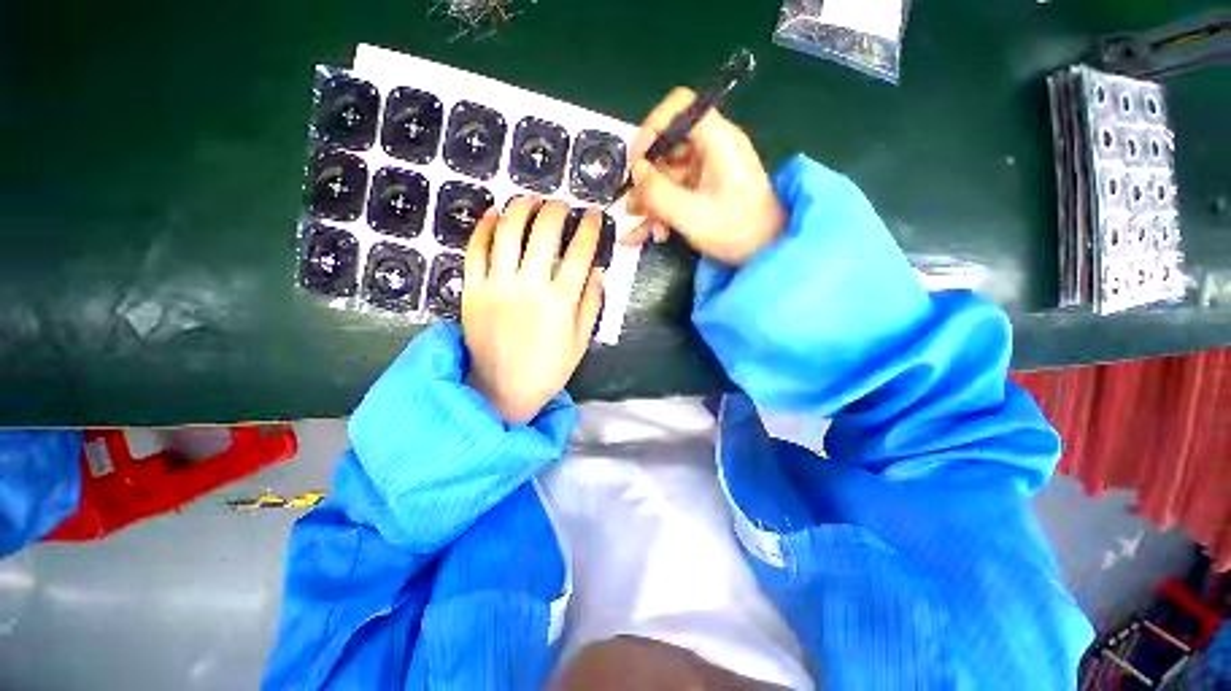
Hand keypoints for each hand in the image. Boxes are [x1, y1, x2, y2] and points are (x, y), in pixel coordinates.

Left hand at [462, 197, 605, 422]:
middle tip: (562, 204)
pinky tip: (495, 215)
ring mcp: (496, 286)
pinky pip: (475, 251)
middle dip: (556, 210)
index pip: (579, 252)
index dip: (589, 228)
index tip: (594, 215)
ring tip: (531, 199)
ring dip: (521, 209)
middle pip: (543, 233)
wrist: (502, 391)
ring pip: (507, 233)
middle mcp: (528, 286)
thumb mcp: (580, 341)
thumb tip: (598, 270)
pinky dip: (484, 228)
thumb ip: (591, 303)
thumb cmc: (548, 369)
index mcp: (560, 301)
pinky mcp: (471, 290)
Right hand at [621, 88, 785, 265]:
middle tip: (633, 206)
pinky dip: (663, 211)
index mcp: (717, 140)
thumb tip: (636, 172)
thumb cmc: (736, 231)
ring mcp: (710, 170)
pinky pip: (678, 191)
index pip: (680, 107)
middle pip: (669, 146)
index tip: (636, 162)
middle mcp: (713, 147)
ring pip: (670, 174)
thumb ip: (657, 192)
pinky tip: (649, 234)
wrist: (768, 253)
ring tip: (639, 230)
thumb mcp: (690, 215)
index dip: (652, 128)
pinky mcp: (708, 189)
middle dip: (647, 178)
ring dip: (651, 201)